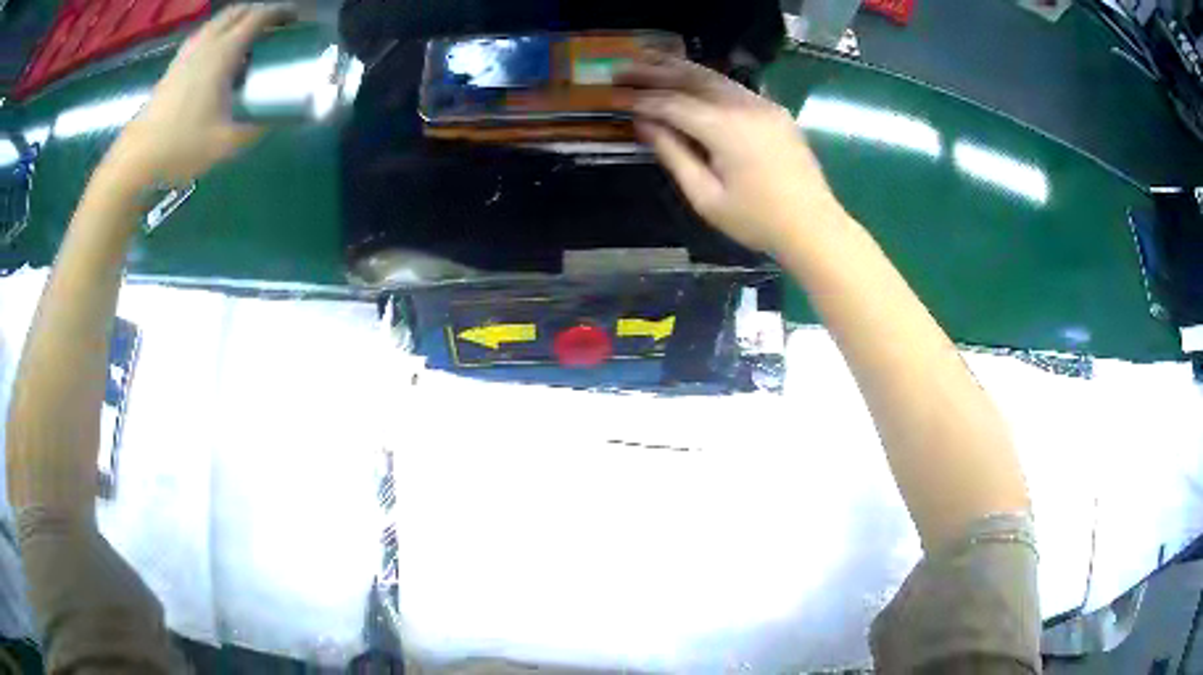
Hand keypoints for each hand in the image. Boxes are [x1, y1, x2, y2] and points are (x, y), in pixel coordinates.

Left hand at [108, 3, 295, 185]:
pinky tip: (219, 53)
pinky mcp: (174, 66)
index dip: (281, 12)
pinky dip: (218, 33)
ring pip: (218, 21)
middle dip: (261, 11)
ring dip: (238, 20)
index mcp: (221, 53)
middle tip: (275, 26)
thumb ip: (256, 128)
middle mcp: (205, 44)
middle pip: (238, 11)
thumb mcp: (226, 144)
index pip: (258, 16)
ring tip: (249, 37)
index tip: (297, 19)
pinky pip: (203, 35)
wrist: (136, 161)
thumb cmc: (181, 147)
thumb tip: (277, 119)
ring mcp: (186, 54)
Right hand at [619, 56, 845, 254]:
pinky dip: (705, 79)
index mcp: (725, 128)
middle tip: (622, 67)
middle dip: (654, 71)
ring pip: (714, 76)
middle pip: (692, 78)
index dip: (641, 100)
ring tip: (649, 59)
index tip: (614, 97)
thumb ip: (673, 155)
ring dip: (679, 68)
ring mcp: (763, 104)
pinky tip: (689, 78)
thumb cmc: (757, 220)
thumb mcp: (706, 197)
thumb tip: (645, 125)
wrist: (814, 226)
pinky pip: (732, 86)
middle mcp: (744, 106)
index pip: (673, 104)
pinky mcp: (774, 111)